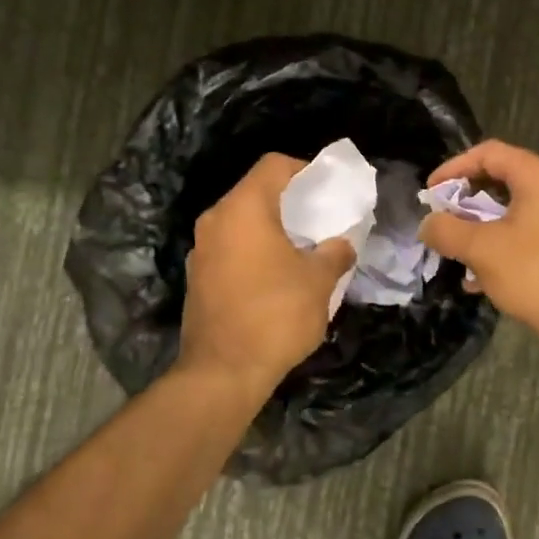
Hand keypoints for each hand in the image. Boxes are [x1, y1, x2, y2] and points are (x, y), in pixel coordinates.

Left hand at [177, 154, 355, 395]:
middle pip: (254, 192)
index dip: (304, 169)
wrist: (223, 372)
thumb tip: (341, 244)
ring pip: (240, 223)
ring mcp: (201, 251)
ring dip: (270, 228)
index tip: (327, 189)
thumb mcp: (319, 281)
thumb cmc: (276, 315)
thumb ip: (335, 253)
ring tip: (301, 248)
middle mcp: (215, 221)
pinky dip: (253, 252)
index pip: (273, 165)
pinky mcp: (197, 279)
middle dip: (289, 201)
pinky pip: (230, 249)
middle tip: (319, 218)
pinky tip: (276, 277)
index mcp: (243, 209)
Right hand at [417, 139, 538, 341]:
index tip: (431, 193)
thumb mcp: (481, 249)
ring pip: (516, 209)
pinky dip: (504, 242)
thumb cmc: (535, 274)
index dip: (453, 168)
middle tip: (443, 219)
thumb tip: (428, 224)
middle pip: (503, 179)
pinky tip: (482, 277)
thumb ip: (446, 230)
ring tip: (458, 250)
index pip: (489, 153)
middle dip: (467, 200)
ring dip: (483, 225)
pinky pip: (531, 231)